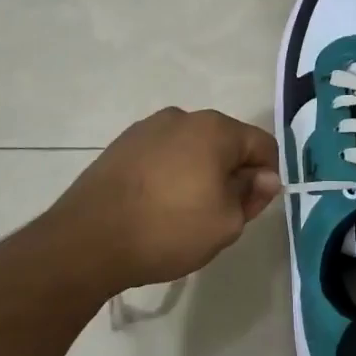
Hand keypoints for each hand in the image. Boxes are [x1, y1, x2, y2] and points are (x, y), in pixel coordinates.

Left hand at [45, 108, 279, 296]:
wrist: (88, 239)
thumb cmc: (168, 229)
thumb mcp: (226, 223)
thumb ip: (252, 196)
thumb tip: (265, 177)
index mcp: (215, 129)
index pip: (262, 144)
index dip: (266, 176)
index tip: (252, 206)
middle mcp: (183, 117)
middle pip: (225, 142)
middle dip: (230, 173)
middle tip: (218, 215)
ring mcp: (147, 128)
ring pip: (191, 148)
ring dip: (197, 173)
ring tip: (181, 213)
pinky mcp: (121, 145)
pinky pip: (161, 155)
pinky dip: (168, 175)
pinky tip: (154, 206)